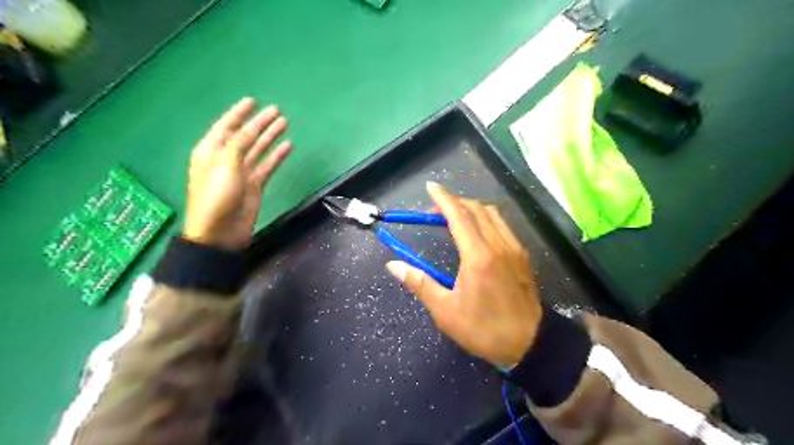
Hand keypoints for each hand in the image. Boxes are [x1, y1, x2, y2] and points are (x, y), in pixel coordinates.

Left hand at [185, 98, 291, 250]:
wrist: (220, 232)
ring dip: (270, 136)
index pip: (226, 126)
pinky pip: (267, 166)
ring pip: (258, 149)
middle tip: (276, 111)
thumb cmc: (216, 197)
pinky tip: (287, 146)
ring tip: (284, 123)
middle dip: (260, 123)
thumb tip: (250, 129)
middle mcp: (225, 159)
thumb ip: (238, 145)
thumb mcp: (225, 165)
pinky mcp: (254, 185)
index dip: (238, 113)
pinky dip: (277, 156)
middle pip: (245, 136)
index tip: (252, 100)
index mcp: (211, 151)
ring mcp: (241, 173)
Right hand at [387, 181, 545, 367]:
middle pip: (476, 209)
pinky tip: (477, 232)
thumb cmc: (483, 330)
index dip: (443, 199)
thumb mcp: (446, 311)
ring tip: (454, 217)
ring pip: (492, 214)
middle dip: (454, 202)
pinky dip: (486, 219)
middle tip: (435, 210)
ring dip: (471, 208)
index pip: (458, 216)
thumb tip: (393, 265)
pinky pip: (502, 225)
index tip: (431, 187)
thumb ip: (419, 283)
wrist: (530, 344)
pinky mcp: (522, 256)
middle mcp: (498, 245)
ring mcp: (513, 248)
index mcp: (477, 256)